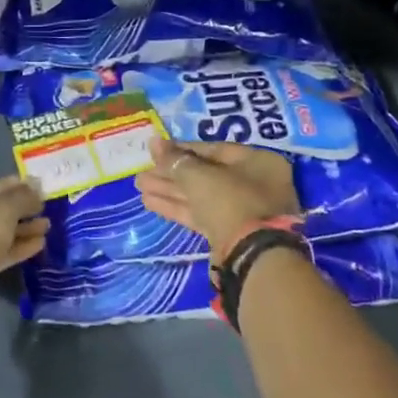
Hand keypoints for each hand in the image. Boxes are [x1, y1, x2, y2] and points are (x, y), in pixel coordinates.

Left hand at [0, 176, 46, 288]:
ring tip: (45, 229)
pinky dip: (8, 252)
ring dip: (15, 232)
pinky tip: (36, 247)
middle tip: (41, 211)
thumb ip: (21, 197)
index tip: (32, 190)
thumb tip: (37, 186)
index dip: (8, 188)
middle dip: (14, 213)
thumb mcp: (2, 210)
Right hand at [136, 140, 299, 263]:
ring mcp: (243, 212)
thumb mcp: (198, 176)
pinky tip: (149, 202)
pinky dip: (177, 207)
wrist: (250, 256)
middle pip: (205, 174)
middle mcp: (255, 184)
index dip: (182, 149)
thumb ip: (175, 160)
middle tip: (144, 170)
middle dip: (171, 173)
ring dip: (169, 190)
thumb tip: (153, 142)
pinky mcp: (230, 235)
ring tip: (140, 185)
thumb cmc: (229, 200)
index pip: (214, 150)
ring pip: (201, 195)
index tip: (156, 151)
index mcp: (258, 162)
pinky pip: (201, 214)